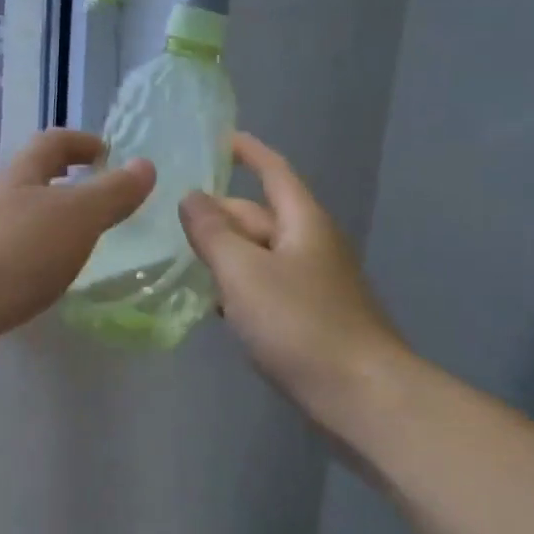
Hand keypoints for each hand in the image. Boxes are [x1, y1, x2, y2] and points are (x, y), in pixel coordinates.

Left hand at [0, 129, 153, 377]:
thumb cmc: (13, 252)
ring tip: (84, 248)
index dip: (81, 142)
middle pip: (32, 182)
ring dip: (52, 228)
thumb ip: (112, 193)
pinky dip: (37, 265)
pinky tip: (50, 286)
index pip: (52, 143)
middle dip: (67, 186)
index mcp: (19, 178)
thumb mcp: (75, 217)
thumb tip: (145, 165)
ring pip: (22, 225)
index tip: (108, 153)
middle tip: (103, 204)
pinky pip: (13, 263)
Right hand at [179, 133, 403, 420]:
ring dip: (226, 252)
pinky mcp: (310, 320)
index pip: (274, 171)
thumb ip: (214, 233)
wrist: (361, 395)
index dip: (248, 151)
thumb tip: (192, 197)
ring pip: (261, 255)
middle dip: (221, 212)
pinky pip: (267, 289)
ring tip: (181, 255)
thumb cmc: (300, 325)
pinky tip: (213, 303)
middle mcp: (312, 246)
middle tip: (173, 214)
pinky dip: (239, 287)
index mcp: (304, 222)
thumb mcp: (245, 272)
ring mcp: (313, 285)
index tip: (220, 137)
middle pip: (262, 216)